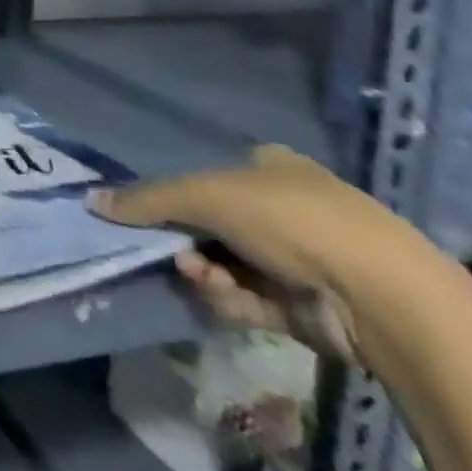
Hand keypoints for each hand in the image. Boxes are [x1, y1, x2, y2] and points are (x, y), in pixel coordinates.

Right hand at [89, 144, 421, 362]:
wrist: (381, 297)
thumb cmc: (290, 221)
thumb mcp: (205, 196)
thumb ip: (146, 200)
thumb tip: (91, 200)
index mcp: (269, 167)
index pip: (207, 176)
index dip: (176, 196)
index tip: (151, 217)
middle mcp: (284, 206)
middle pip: (212, 222)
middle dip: (186, 239)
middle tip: (172, 252)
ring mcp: (299, 257)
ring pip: (226, 261)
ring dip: (204, 268)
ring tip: (197, 275)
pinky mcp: (306, 303)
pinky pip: (248, 296)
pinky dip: (228, 296)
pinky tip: (220, 296)